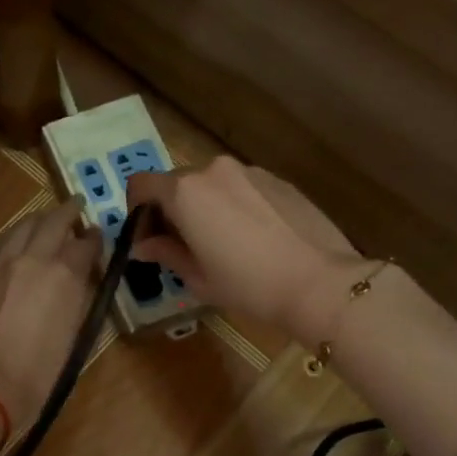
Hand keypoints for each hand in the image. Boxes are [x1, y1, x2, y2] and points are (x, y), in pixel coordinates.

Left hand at [0, 199, 100, 455]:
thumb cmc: (37, 373)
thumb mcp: (73, 338)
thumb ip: (77, 301)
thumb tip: (78, 284)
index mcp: (66, 275)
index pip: (86, 245)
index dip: (94, 238)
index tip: (97, 234)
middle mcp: (35, 259)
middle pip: (53, 222)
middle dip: (67, 212)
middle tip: (75, 205)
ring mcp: (2, 263)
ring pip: (22, 227)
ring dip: (37, 219)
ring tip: (45, 216)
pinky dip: (13, 236)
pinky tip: (14, 239)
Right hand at [126, 157, 362, 342]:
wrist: (319, 282)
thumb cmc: (248, 285)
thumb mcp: (198, 277)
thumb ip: (166, 253)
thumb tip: (143, 245)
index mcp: (185, 192)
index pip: (141, 184)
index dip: (136, 210)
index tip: (147, 238)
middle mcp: (213, 170)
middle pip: (176, 182)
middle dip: (171, 209)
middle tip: (182, 245)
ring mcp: (249, 171)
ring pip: (211, 184)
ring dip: (205, 206)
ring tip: (222, 242)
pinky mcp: (277, 179)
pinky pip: (241, 187)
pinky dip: (235, 204)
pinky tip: (253, 237)